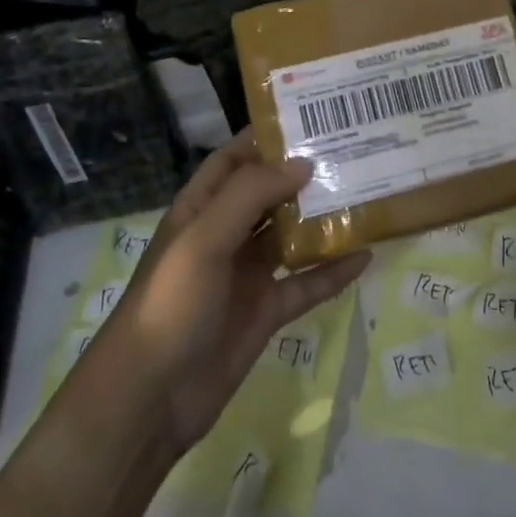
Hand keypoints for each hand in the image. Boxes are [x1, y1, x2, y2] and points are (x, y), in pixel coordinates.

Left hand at [98, 130, 369, 451]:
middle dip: (302, 174)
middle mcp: (225, 236)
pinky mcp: (265, 312)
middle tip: (352, 151)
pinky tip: (365, 256)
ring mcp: (246, 275)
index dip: (263, 138)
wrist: (150, 399)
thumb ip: (250, 196)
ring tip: (365, 194)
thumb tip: (303, 162)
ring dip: (322, 219)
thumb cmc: (170, 305)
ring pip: (290, 236)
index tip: (309, 117)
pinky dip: (332, 271)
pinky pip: (305, 284)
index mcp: (200, 210)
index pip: (233, 160)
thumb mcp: (204, 240)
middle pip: (268, 195)